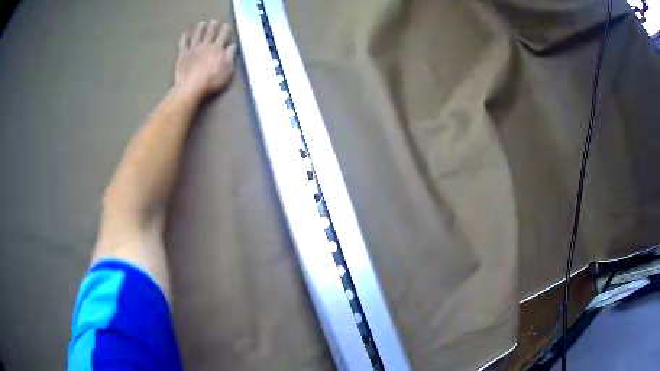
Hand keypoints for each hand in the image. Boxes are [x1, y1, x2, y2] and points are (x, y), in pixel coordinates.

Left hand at [175, 21, 236, 98]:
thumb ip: (230, 56)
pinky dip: (184, 38)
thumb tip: (233, 45)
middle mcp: (205, 45)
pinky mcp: (182, 54)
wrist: (191, 87)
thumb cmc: (211, 81)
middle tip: (213, 21)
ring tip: (201, 23)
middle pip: (210, 33)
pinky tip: (185, 34)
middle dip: (212, 26)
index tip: (226, 25)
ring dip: (200, 29)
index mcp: (217, 48)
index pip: (223, 35)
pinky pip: (183, 44)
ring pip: (197, 35)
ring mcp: (193, 48)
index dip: (225, 29)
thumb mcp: (227, 71)